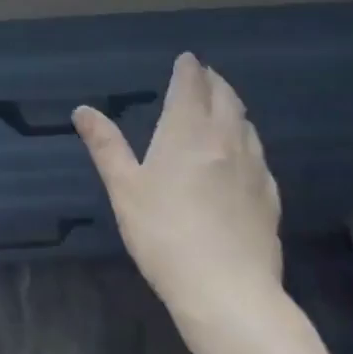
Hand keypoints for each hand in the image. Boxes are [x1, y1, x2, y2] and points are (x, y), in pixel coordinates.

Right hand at [75, 54, 283, 322]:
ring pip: (246, 124)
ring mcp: (253, 169)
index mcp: (187, 130)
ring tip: (222, 109)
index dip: (188, 68)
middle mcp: (224, 139)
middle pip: (225, 97)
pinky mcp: (270, 198)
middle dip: (214, 82)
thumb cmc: (165, 234)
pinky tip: (241, 157)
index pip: (191, 84)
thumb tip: (82, 110)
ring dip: (233, 108)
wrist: (229, 294)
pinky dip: (247, 141)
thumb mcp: (124, 188)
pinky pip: (259, 155)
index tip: (186, 59)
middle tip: (204, 76)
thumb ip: (105, 145)